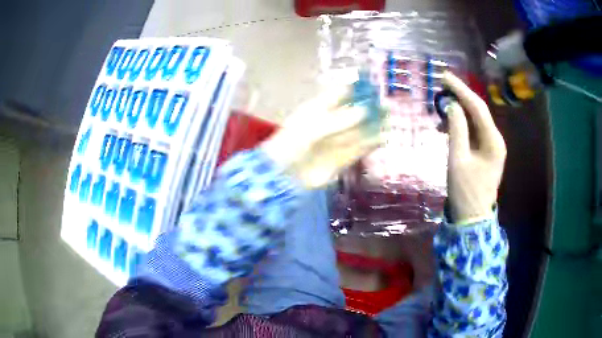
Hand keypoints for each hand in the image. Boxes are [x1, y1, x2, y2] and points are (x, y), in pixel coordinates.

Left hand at [262, 85, 381, 188]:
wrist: (284, 175)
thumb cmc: (293, 144)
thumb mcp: (313, 127)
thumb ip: (340, 120)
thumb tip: (364, 112)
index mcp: (317, 110)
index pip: (339, 94)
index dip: (354, 88)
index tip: (371, 84)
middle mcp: (328, 124)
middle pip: (352, 113)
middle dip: (368, 108)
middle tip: (385, 104)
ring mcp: (335, 142)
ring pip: (358, 131)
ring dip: (373, 126)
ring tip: (389, 119)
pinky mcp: (341, 160)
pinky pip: (358, 150)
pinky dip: (370, 144)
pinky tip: (382, 138)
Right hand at [443, 72, 506, 223]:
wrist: (473, 218)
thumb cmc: (465, 191)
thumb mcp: (457, 159)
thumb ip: (456, 129)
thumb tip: (451, 106)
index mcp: (493, 141)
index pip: (477, 107)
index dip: (461, 90)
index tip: (444, 77)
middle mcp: (496, 139)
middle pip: (478, 111)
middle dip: (460, 97)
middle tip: (441, 86)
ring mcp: (492, 146)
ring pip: (475, 120)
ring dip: (459, 112)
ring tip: (439, 110)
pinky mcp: (486, 152)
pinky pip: (474, 132)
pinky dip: (461, 126)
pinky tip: (447, 126)